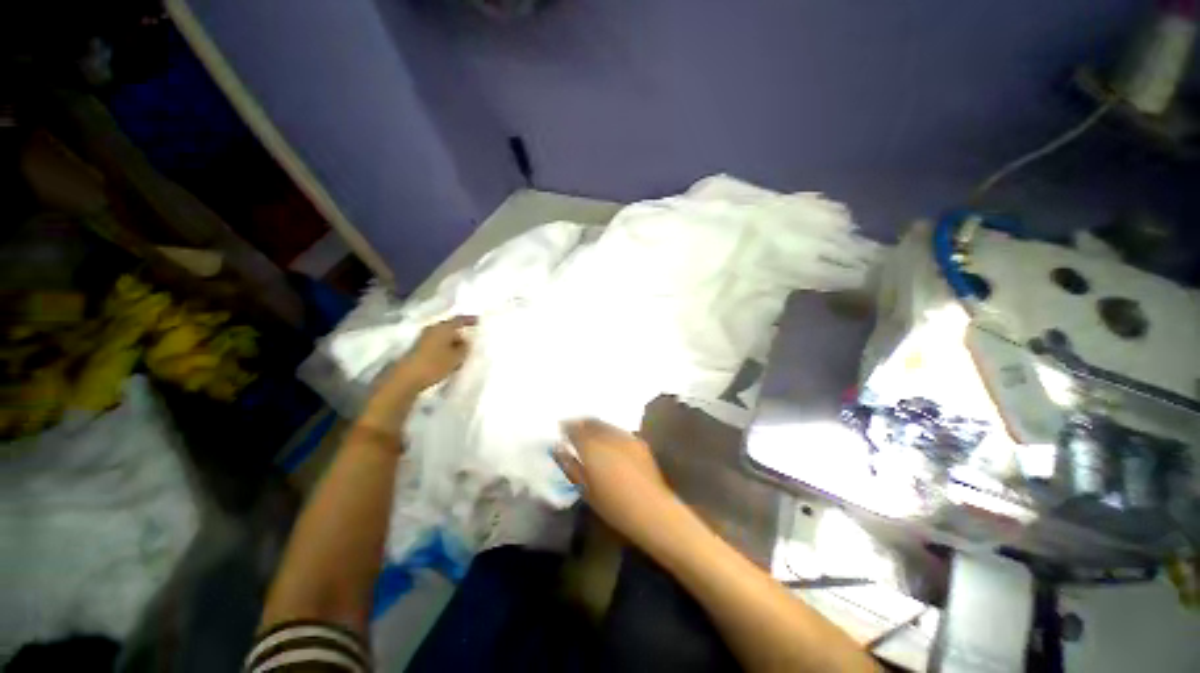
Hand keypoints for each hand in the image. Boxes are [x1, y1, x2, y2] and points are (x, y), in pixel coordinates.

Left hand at [388, 315, 476, 391]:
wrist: (407, 378)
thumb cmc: (434, 364)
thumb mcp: (456, 357)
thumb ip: (465, 347)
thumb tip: (465, 341)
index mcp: (443, 327)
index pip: (459, 320)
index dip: (470, 320)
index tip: (479, 321)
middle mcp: (433, 329)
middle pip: (450, 328)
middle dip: (461, 334)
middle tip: (472, 342)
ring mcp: (424, 338)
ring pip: (444, 337)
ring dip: (453, 343)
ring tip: (462, 353)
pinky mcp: (419, 349)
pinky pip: (438, 345)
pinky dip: (446, 349)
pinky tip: (451, 359)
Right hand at [554, 419, 674, 544]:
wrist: (650, 509)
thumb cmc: (612, 505)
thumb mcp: (584, 489)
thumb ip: (569, 466)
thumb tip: (558, 449)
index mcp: (591, 447)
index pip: (574, 429)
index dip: (566, 427)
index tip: (561, 429)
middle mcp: (608, 436)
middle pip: (591, 422)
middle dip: (581, 423)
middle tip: (573, 428)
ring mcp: (625, 436)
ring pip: (605, 424)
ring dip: (595, 426)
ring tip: (590, 435)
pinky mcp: (638, 441)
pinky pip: (618, 431)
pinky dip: (609, 432)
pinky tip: (609, 442)